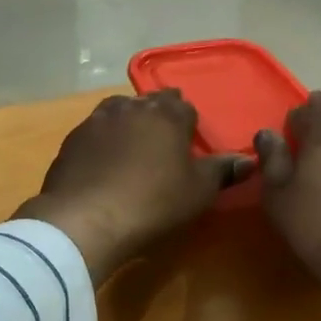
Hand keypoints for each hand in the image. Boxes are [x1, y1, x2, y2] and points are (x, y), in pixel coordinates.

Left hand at [15, 92, 250, 284]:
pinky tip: (102, 161)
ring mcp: (96, 121)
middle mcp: (131, 108)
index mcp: (166, 115)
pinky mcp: (71, 141)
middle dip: (158, 114)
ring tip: (132, 143)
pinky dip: (102, 141)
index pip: (183, 106)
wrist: (85, 219)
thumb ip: (222, 171)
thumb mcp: (198, 192)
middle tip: (163, 139)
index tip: (188, 138)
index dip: (188, 122)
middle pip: (150, 102)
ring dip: (128, 121)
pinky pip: (94, 132)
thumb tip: (250, 159)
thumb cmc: (153, 203)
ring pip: (118, 110)